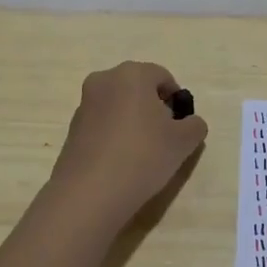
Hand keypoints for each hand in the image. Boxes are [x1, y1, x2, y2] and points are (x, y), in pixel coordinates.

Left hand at [47, 61, 208, 225]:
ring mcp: (84, 105)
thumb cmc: (143, 155)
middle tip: (164, 138)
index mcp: (132, 74)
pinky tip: (121, 162)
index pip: (163, 77)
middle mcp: (104, 80)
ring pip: (119, 106)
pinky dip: (114, 136)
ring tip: (142, 154)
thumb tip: (189, 123)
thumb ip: (195, 125)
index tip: (181, 126)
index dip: (177, 100)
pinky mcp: (72, 130)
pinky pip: (102, 125)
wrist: (90, 192)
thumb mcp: (184, 141)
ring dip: (133, 122)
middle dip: (154, 108)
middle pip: (138, 89)